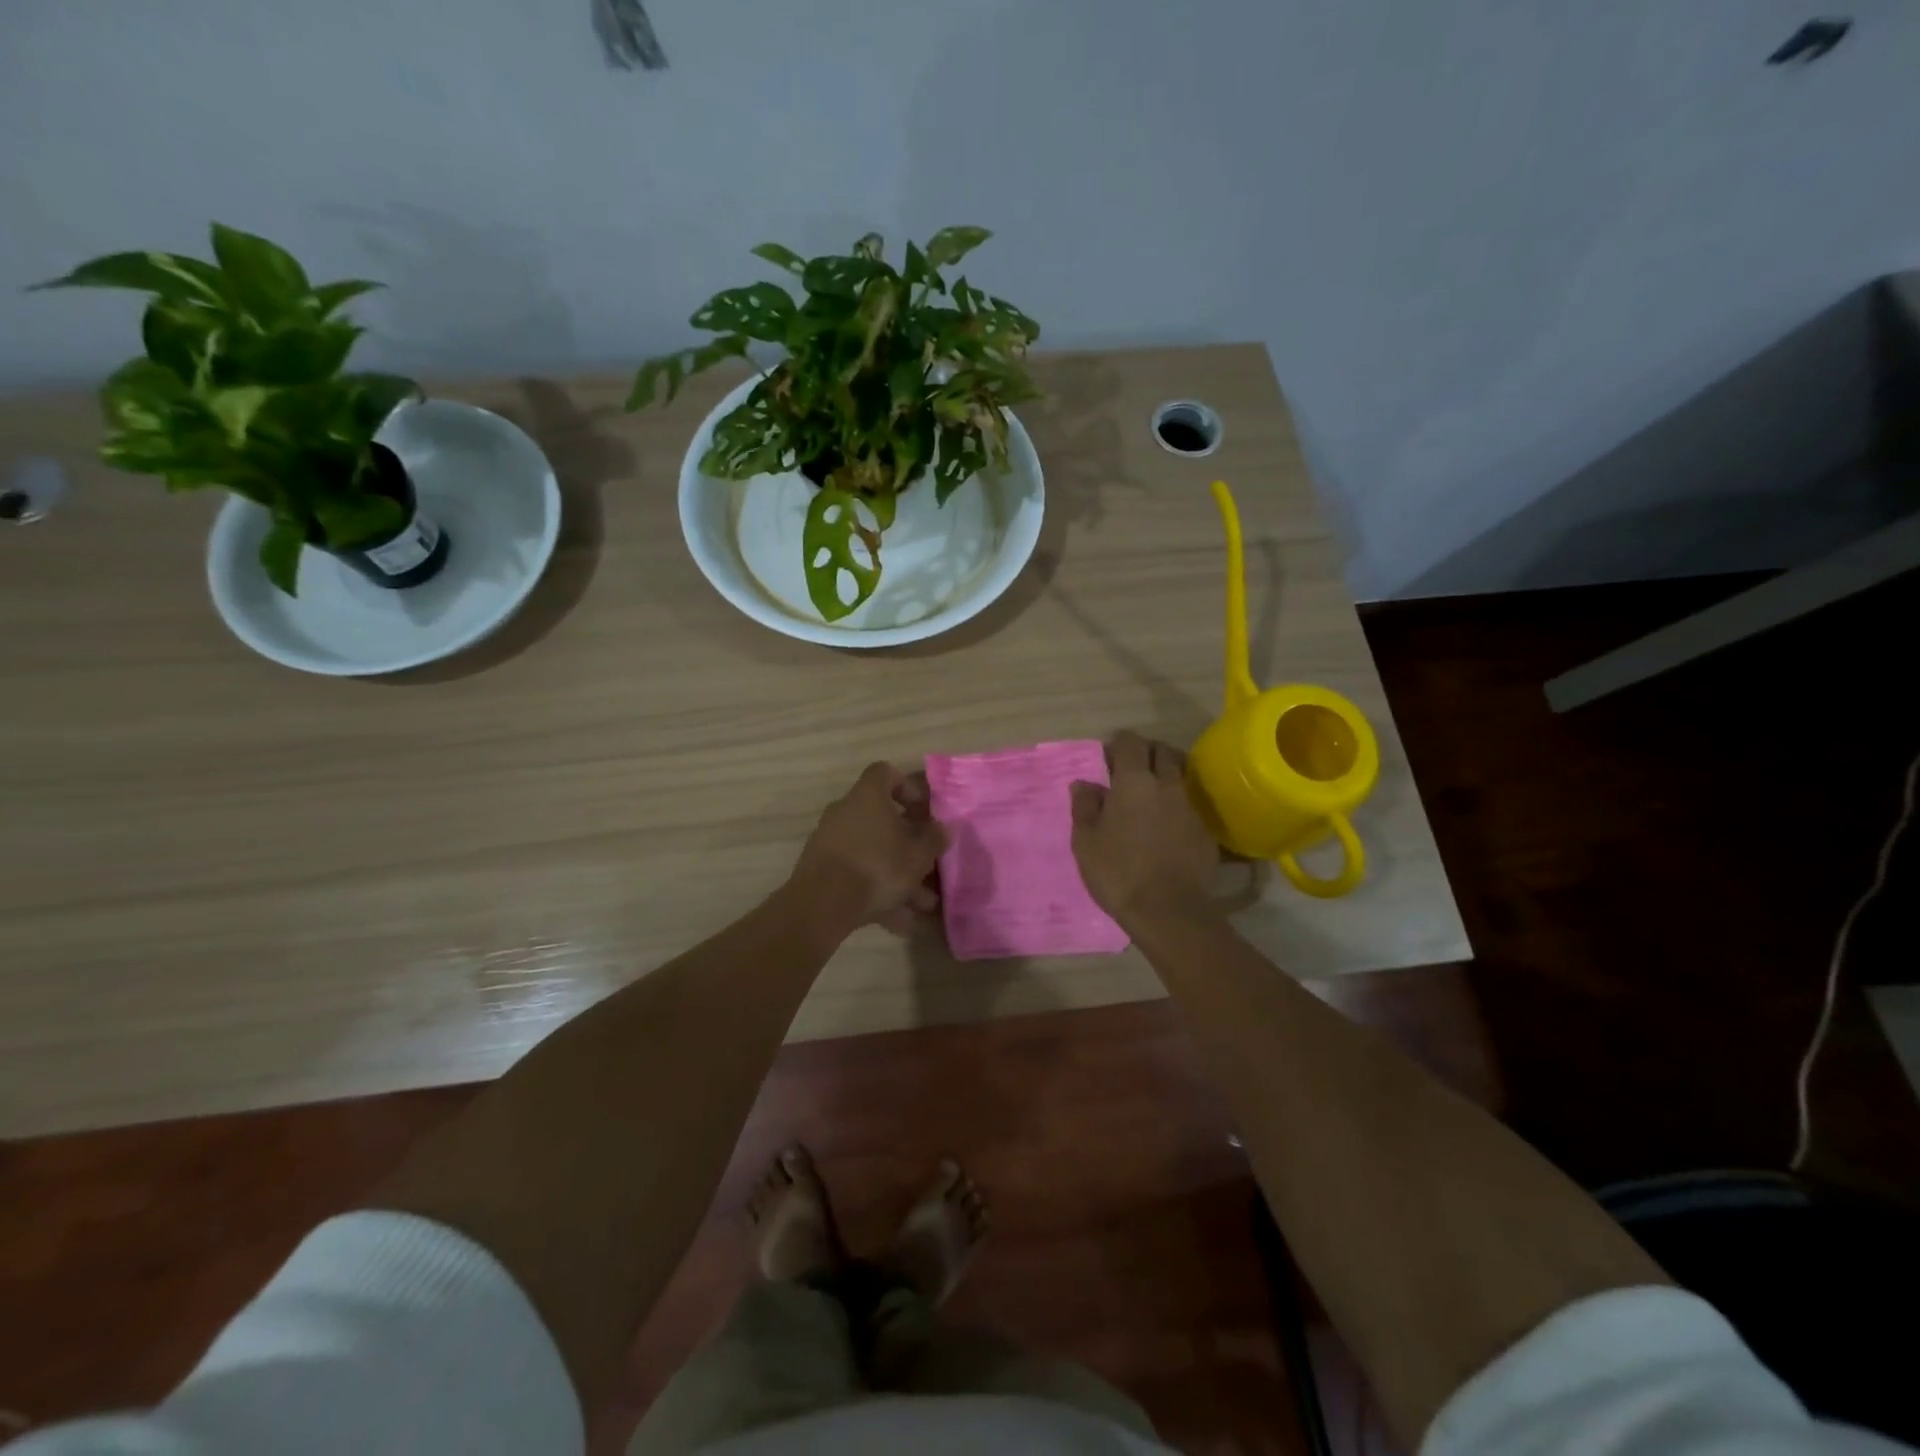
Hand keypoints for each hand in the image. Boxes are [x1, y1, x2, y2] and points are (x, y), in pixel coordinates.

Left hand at [786, 762, 950, 944]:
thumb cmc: (877, 866)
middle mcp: (845, 811)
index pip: (886, 773)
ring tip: (921, 905)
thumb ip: (934, 839)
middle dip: (908, 843)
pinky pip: (857, 872)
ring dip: (897, 873)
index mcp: (868, 796)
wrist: (822, 904)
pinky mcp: (821, 868)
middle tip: (928, 864)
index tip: (924, 811)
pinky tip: (898, 920)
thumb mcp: (918, 855)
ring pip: (872, 851)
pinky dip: (877, 890)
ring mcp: (830, 840)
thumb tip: (943, 828)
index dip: (908, 787)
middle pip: (882, 819)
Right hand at [1071, 731, 1219, 929]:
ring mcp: (1190, 806)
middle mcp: (1166, 784)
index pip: (1130, 743)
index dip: (1118, 744)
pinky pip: (1190, 804)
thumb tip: (1084, 784)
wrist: (1168, 910)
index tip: (1108, 757)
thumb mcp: (1085, 841)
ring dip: (1165, 775)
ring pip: (1180, 776)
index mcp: (1133, 781)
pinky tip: (1167, 824)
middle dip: (1147, 752)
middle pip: (1162, 751)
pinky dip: (1177, 804)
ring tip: (1151, 793)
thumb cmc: (1118, 872)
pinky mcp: (1205, 830)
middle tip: (1131, 769)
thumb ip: (1084, 807)